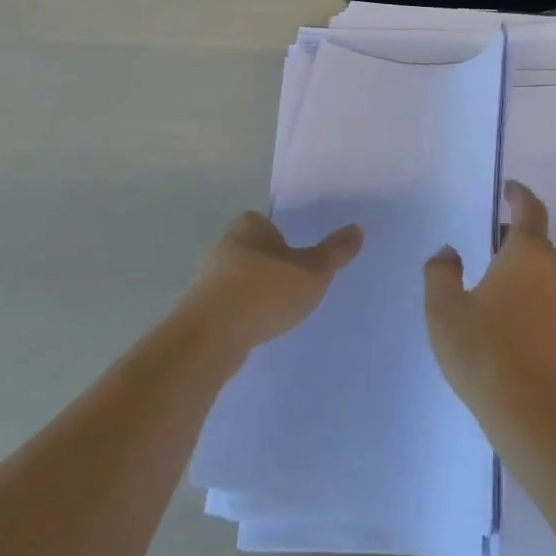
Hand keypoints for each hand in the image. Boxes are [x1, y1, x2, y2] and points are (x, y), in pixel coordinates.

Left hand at [178, 213, 363, 359]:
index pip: (262, 220)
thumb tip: (357, 229)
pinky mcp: (197, 310)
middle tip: (291, 279)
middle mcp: (224, 246)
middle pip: (248, 248)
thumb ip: (335, 252)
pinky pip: (225, 305)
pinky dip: (239, 313)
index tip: (294, 250)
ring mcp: (206, 279)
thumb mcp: (313, 271)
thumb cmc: (266, 290)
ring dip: (252, 289)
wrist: (212, 335)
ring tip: (276, 308)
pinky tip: (255, 328)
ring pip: (235, 277)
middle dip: (266, 261)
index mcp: (249, 227)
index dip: (277, 233)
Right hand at [424, 182, 555, 417]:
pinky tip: (518, 329)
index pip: (529, 208)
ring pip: (548, 275)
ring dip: (527, 274)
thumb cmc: (485, 355)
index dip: (518, 194)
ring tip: (499, 294)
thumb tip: (449, 252)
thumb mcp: (445, 312)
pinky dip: (538, 304)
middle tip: (489, 251)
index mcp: (528, 254)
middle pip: (538, 242)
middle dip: (515, 240)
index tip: (508, 190)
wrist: (536, 417)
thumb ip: (441, 272)